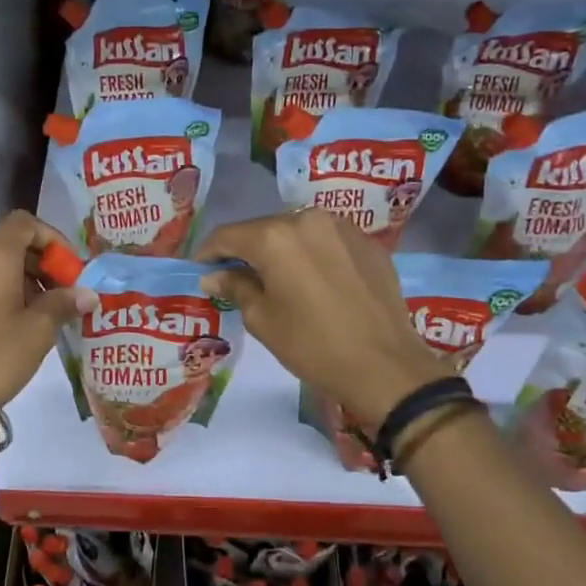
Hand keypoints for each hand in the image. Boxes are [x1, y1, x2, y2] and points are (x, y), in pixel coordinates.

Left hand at [0, 211, 90, 406]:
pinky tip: (19, 324)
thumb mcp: (39, 329)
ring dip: (26, 279)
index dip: (53, 239)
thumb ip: (65, 303)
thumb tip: (88, 294)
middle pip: (11, 244)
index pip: (25, 223)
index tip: (71, 269)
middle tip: (66, 294)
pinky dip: (5, 292)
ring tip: (46, 313)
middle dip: (43, 263)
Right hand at [198, 209, 451, 431]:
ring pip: (297, 232)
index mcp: (274, 237)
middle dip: (246, 250)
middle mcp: (307, 219)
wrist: (385, 366)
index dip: (209, 252)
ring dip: (281, 250)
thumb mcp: (263, 320)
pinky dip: (312, 255)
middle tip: (236, 277)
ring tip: (277, 279)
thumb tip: (215, 275)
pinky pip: (327, 241)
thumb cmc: (313, 345)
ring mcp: (343, 227)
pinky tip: (314, 282)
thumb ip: (236, 287)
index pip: (228, 235)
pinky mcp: (368, 243)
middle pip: (263, 229)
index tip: (200, 270)